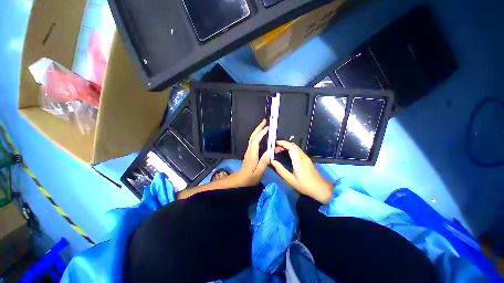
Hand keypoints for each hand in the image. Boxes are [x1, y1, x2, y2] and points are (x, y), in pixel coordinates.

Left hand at [234, 119, 269, 186]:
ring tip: (264, 125)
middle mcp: (249, 151)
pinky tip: (261, 135)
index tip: (268, 128)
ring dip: (257, 130)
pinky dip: (257, 135)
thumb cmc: (249, 178)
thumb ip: (264, 162)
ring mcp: (249, 151)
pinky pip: (253, 141)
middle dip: (258, 128)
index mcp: (252, 155)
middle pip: (253, 137)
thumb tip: (270, 151)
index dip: (261, 134)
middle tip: (265, 121)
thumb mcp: (258, 173)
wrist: (240, 180)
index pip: (256, 141)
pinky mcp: (249, 152)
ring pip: (252, 138)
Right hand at [271, 141, 332, 203]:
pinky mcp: (307, 159)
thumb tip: (272, 161)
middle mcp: (303, 157)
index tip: (275, 143)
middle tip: (275, 148)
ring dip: (287, 146)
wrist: (321, 189)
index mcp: (299, 162)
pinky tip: (286, 153)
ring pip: (296, 147)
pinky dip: (290, 149)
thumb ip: (281, 170)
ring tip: (278, 150)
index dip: (283, 143)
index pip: (292, 148)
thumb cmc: (305, 186)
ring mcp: (306, 157)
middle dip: (283, 144)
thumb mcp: (290, 180)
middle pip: (293, 145)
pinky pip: (297, 150)